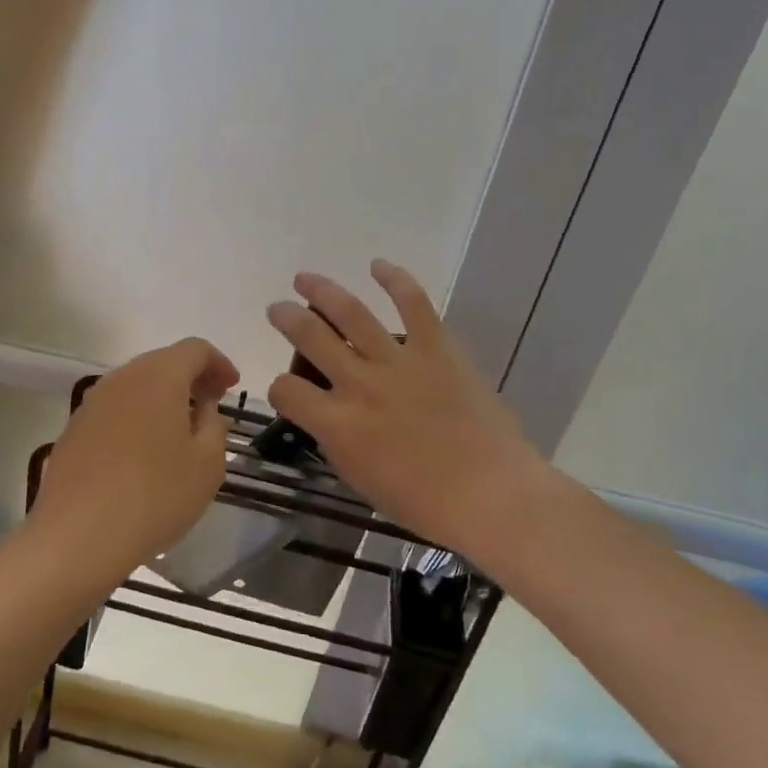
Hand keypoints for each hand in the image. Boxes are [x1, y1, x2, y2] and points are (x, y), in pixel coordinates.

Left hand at [32, 338, 238, 581]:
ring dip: (163, 397)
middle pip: (163, 361)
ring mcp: (92, 402)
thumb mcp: (207, 465)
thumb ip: (214, 426)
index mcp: (159, 377)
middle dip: (191, 378)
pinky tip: (145, 451)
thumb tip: (204, 409)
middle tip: (212, 405)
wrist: (76, 538)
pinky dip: (138, 416)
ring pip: (137, 385)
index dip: (218, 363)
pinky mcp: (74, 429)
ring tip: (181, 429)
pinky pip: (116, 409)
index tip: (232, 388)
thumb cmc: (155, 496)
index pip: (195, 349)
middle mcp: (122, 378)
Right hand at [266, 261, 543, 564]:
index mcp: (337, 424)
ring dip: (323, 291)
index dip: (280, 388)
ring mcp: (397, 361)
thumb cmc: (424, 503)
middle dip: (287, 318)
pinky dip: (395, 279)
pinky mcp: (436, 348)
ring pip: (350, 312)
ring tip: (305, 278)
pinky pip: (413, 303)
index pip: (287, 392)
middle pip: (309, 337)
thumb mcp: (362, 480)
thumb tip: (330, 419)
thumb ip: (338, 442)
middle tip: (278, 308)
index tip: (288, 390)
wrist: (490, 494)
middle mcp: (359, 384)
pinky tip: (378, 265)